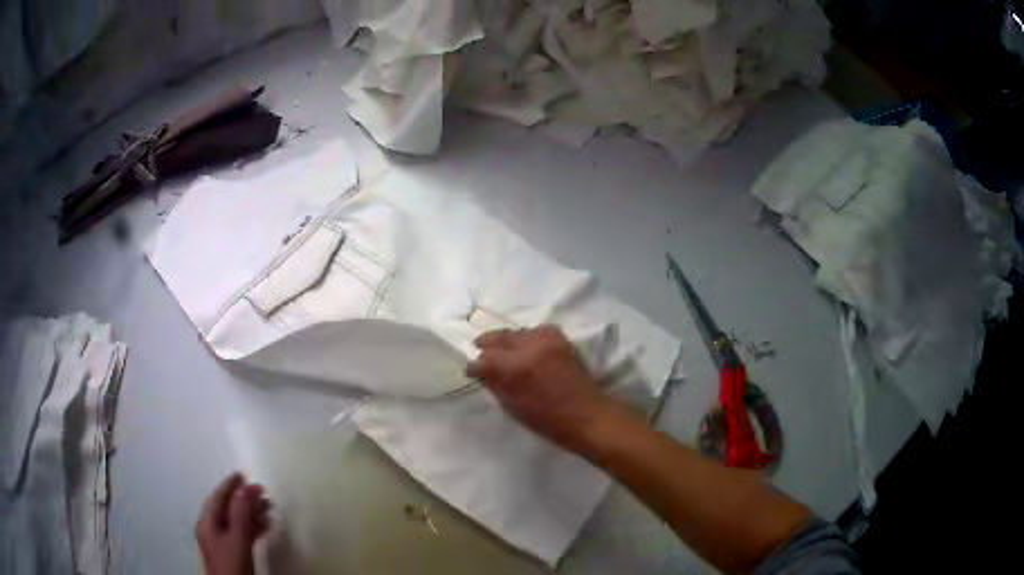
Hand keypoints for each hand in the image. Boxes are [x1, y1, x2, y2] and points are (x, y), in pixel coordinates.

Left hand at [196, 473, 271, 574]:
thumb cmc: (232, 564)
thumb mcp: (237, 539)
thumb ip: (240, 513)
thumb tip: (246, 488)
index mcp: (208, 522)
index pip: (218, 497)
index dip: (230, 485)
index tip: (244, 474)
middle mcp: (212, 528)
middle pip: (227, 507)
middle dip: (243, 498)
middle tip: (261, 490)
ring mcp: (221, 541)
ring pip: (236, 520)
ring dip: (250, 512)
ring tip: (268, 506)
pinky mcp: (232, 552)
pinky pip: (241, 533)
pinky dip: (252, 526)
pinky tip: (265, 526)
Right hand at [466, 326, 632, 453]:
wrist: (586, 415)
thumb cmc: (547, 420)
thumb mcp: (513, 407)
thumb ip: (496, 384)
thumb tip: (481, 371)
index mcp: (516, 368)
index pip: (486, 359)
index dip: (475, 365)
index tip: (470, 369)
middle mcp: (530, 348)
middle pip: (501, 338)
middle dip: (487, 344)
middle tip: (478, 348)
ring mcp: (547, 341)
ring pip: (517, 332)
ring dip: (507, 340)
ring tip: (500, 348)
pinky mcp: (560, 340)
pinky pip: (536, 331)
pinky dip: (527, 336)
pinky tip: (524, 345)